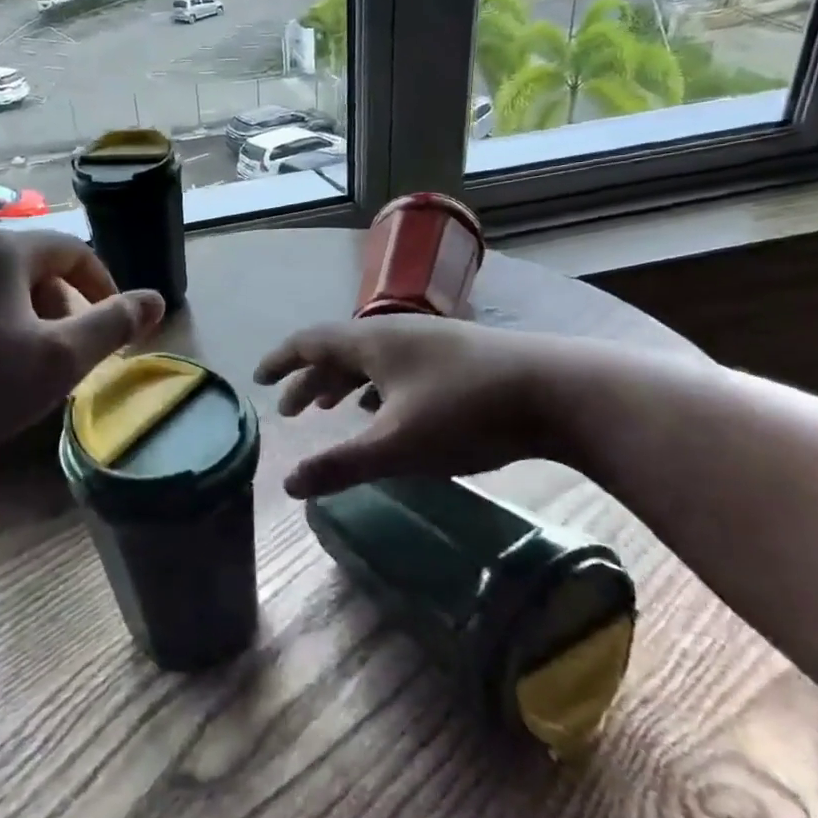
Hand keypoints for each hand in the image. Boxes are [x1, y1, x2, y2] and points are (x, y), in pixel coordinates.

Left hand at [0, 231, 163, 470]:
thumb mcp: (58, 360)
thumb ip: (113, 326)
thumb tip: (155, 299)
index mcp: (0, 251)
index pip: (70, 249)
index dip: (101, 283)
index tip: (113, 321)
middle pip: (26, 266)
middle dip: (57, 305)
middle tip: (65, 352)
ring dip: (16, 317)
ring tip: (17, 364)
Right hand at [254, 316, 580, 497]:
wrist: (560, 392)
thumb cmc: (467, 413)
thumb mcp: (397, 446)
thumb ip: (340, 464)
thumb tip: (288, 484)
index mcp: (373, 342)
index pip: (311, 342)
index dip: (281, 360)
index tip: (258, 377)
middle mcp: (398, 333)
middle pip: (339, 351)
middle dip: (310, 379)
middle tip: (290, 410)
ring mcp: (432, 342)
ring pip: (373, 359)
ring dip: (345, 382)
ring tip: (333, 408)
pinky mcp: (460, 357)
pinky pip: (401, 367)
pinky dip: (379, 386)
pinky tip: (390, 408)